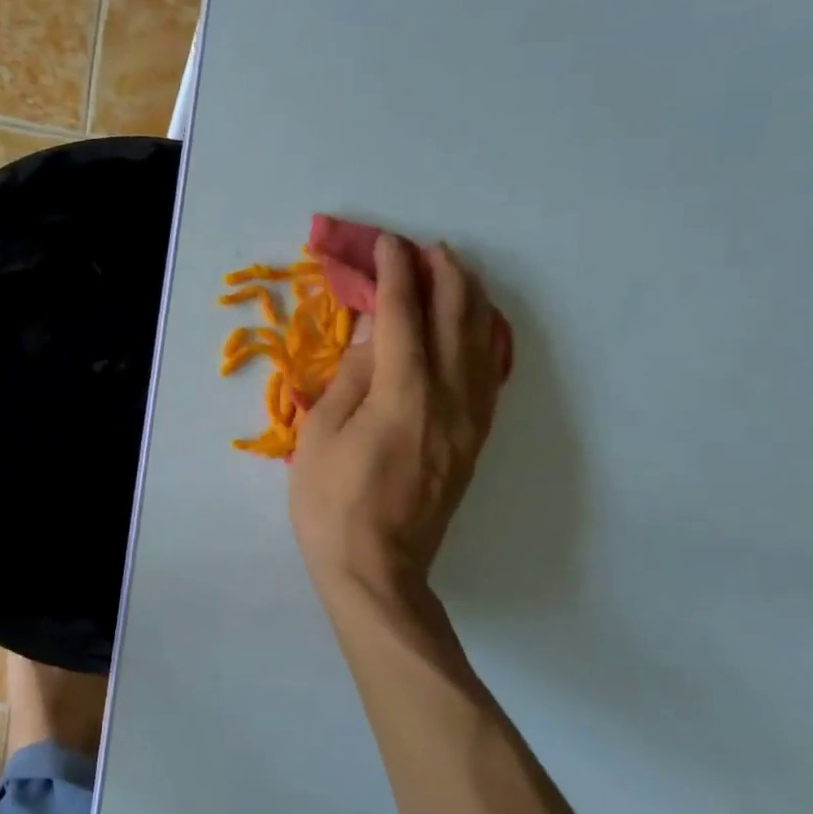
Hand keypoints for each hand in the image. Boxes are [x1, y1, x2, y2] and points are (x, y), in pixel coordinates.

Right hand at [289, 235, 508, 603]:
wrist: (376, 569)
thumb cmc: (332, 503)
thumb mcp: (322, 433)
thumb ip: (353, 374)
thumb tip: (373, 330)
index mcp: (403, 392)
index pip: (402, 314)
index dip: (394, 273)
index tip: (387, 243)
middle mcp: (447, 398)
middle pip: (454, 319)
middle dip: (442, 275)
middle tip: (426, 249)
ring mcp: (468, 421)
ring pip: (481, 343)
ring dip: (470, 300)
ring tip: (457, 272)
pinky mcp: (474, 441)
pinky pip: (490, 376)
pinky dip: (486, 340)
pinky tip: (480, 327)